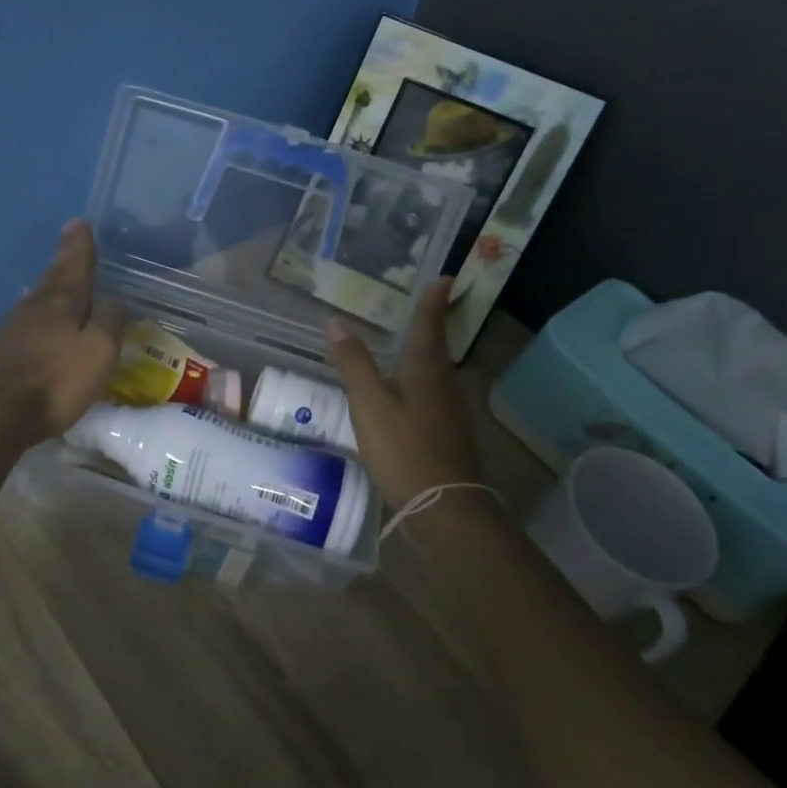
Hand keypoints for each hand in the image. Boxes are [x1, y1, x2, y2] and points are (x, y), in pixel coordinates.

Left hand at [0, 220, 125, 448]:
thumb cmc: (56, 382)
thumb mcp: (98, 352)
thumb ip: (110, 322)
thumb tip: (115, 299)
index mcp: (61, 302)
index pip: (76, 265)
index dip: (80, 246)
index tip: (79, 223)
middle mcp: (36, 307)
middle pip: (54, 276)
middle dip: (65, 258)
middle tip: (71, 238)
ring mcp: (15, 328)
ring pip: (40, 296)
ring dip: (52, 283)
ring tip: (60, 274)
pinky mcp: (4, 350)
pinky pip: (29, 318)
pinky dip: (40, 309)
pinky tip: (38, 314)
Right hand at [324, 280, 480, 509]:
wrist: (444, 509)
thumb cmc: (405, 449)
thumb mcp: (370, 404)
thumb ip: (354, 363)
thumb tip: (337, 321)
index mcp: (426, 370)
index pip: (430, 324)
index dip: (436, 300)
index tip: (446, 278)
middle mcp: (443, 384)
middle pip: (437, 346)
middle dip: (430, 324)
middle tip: (419, 305)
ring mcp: (449, 412)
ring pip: (435, 372)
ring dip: (423, 353)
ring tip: (404, 343)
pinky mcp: (446, 434)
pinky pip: (431, 394)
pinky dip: (417, 381)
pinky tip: (402, 393)